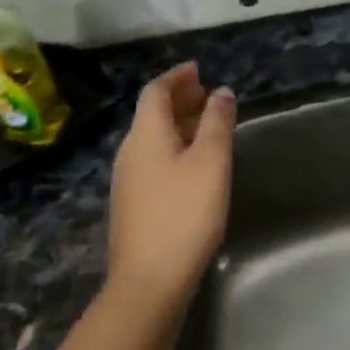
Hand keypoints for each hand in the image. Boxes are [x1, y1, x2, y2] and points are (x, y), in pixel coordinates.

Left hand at [107, 62, 235, 312]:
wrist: (149, 279)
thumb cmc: (184, 213)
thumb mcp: (210, 163)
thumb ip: (217, 123)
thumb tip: (221, 92)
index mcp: (145, 135)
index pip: (156, 91)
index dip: (177, 77)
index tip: (199, 70)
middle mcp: (130, 151)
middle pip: (152, 114)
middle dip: (180, 100)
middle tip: (208, 95)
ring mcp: (128, 180)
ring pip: (154, 139)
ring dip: (179, 125)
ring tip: (208, 126)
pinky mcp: (134, 204)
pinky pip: (154, 161)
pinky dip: (175, 149)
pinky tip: (194, 165)